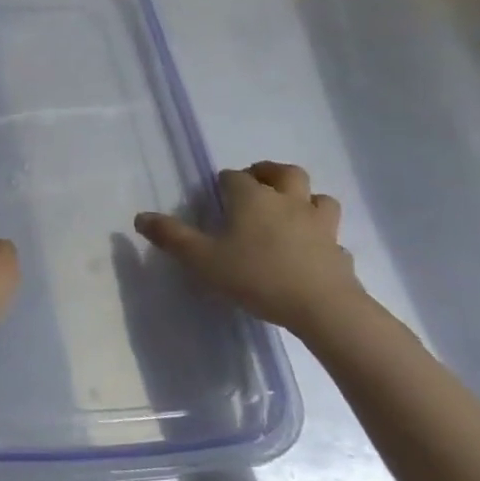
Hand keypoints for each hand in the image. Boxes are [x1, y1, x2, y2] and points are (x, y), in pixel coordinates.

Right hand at [136, 161, 364, 335]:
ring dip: (303, 197)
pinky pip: (330, 233)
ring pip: (317, 197)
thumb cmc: (256, 276)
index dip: (224, 182)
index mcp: (252, 198)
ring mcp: (319, 224)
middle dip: (268, 173)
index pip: (235, 176)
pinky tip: (310, 248)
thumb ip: (171, 237)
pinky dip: (319, 234)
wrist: (322, 307)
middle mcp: (288, 201)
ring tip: (289, 210)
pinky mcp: (339, 250)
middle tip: (256, 183)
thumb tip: (141, 217)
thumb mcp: (201, 258)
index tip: (215, 195)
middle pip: (284, 172)